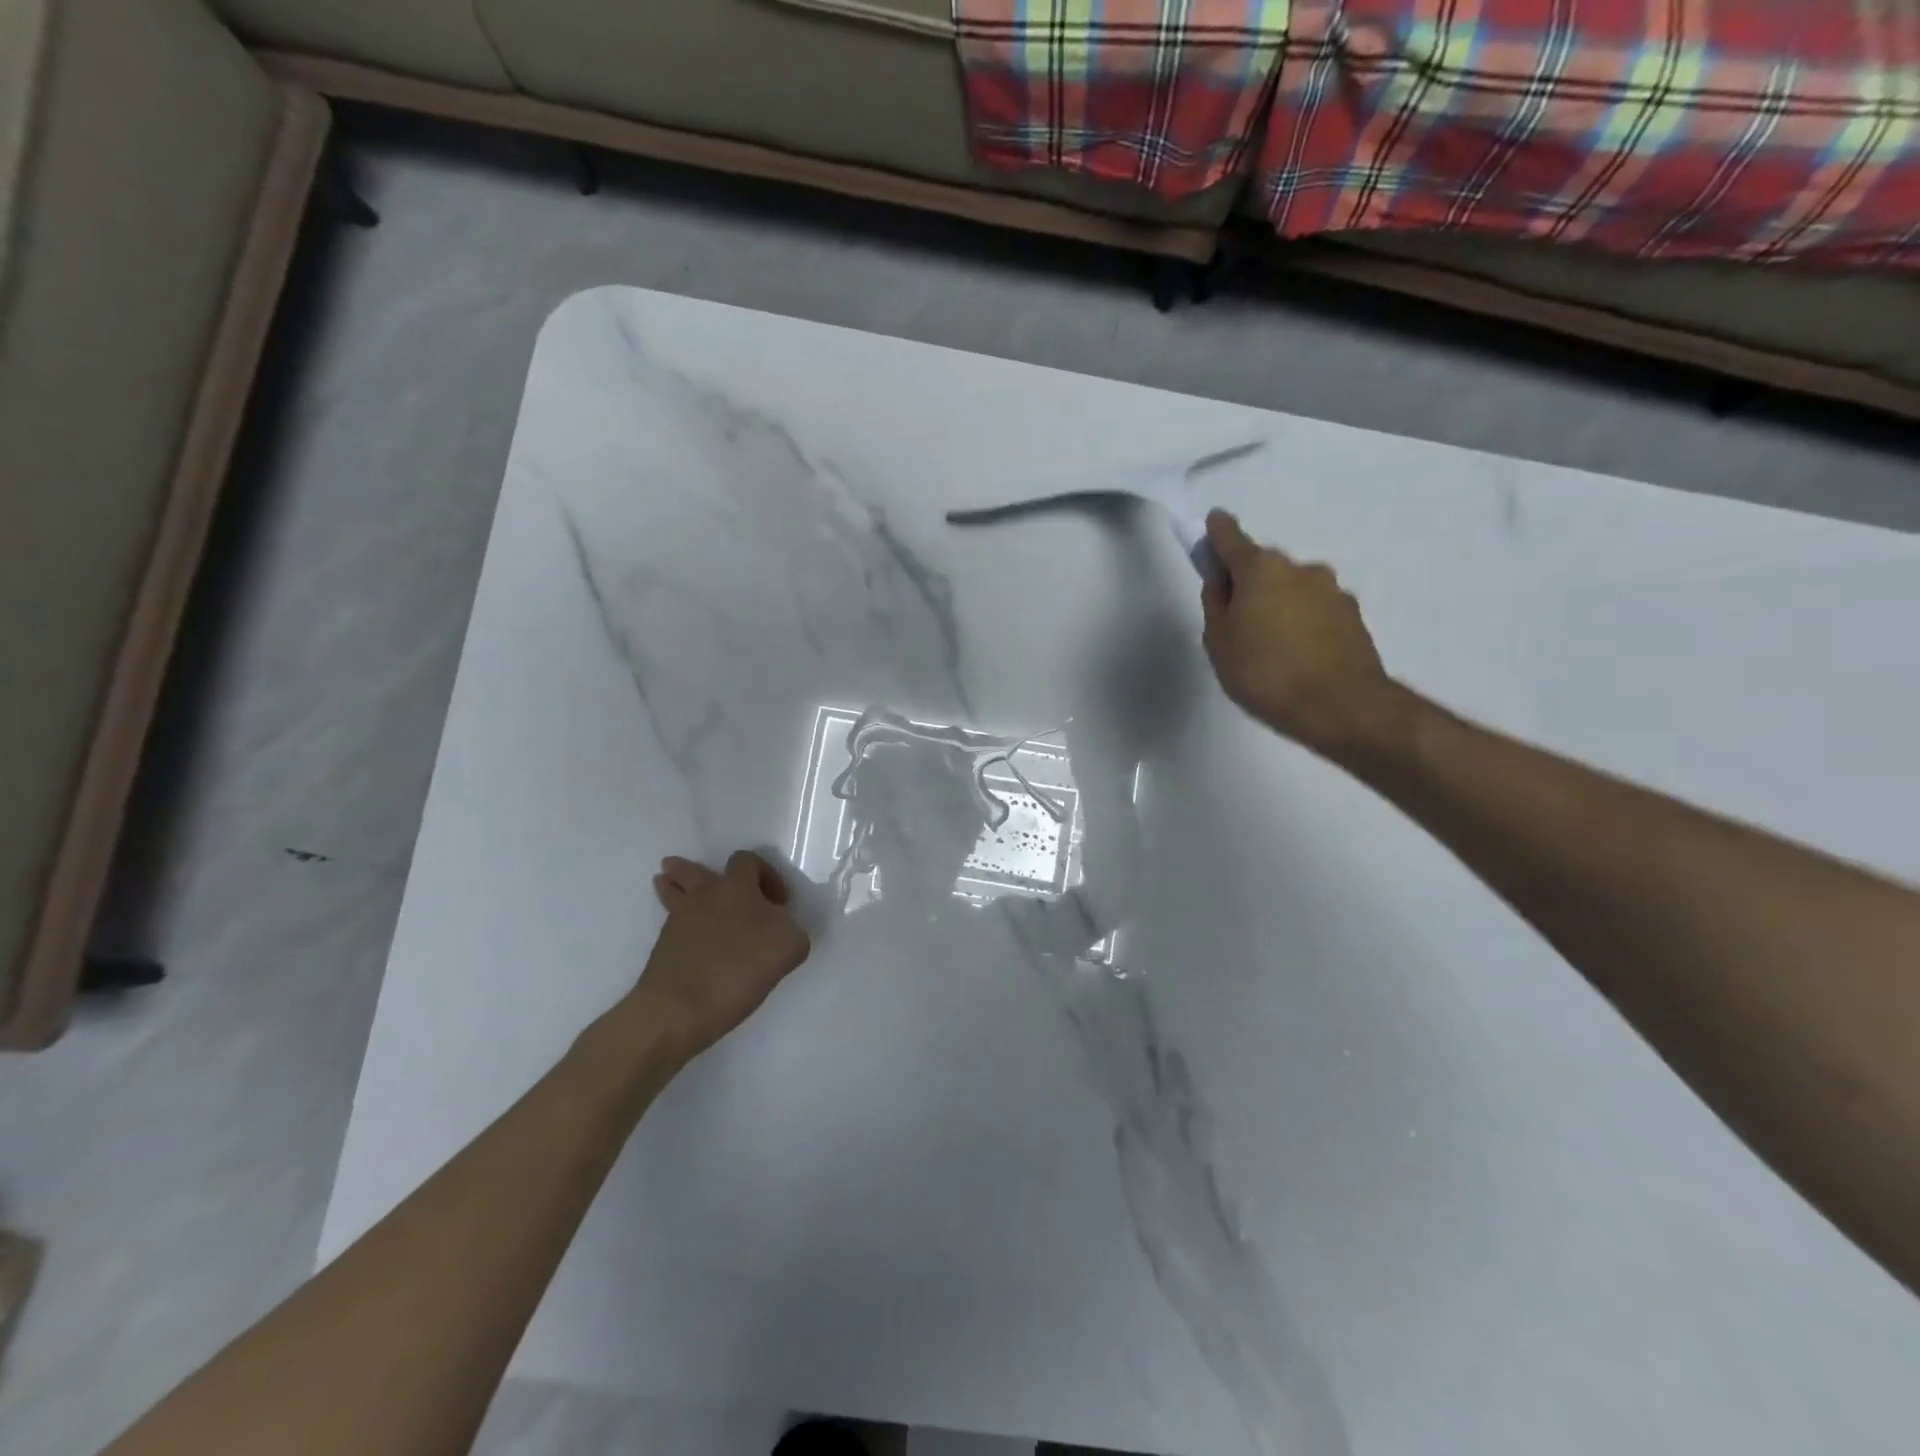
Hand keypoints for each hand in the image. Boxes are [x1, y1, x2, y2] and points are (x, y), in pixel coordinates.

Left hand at [630, 851, 811, 1055]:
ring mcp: (678, 921)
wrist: (680, 1009)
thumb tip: (777, 927)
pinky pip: (671, 924)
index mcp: (736, 887)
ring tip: (670, 883)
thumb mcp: (790, 946)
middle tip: (709, 879)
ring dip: (675, 886)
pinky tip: (687, 933)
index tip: (778, 903)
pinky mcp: (662, 949)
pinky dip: (677, 922)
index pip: (748, 860)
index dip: (766, 875)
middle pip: (694, 871)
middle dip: (699, 871)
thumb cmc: (740, 969)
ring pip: (674, 893)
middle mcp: (704, 896)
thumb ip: (789, 928)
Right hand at [1200, 511, 1410, 764]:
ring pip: (1293, 590)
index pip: (1231, 538)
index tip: (1211, 525)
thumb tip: (1222, 583)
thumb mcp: (1219, 643)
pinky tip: (1298, 657)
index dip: (1216, 532)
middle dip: (1249, 584)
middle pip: (1264, 568)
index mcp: (1261, 569)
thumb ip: (1216, 606)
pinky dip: (1303, 624)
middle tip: (1236, 622)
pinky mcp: (1353, 616)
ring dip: (1279, 606)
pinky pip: (1316, 611)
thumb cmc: (1265, 673)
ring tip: (1270, 649)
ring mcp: (1332, 591)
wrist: (1341, 707)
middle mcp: (1300, 569)